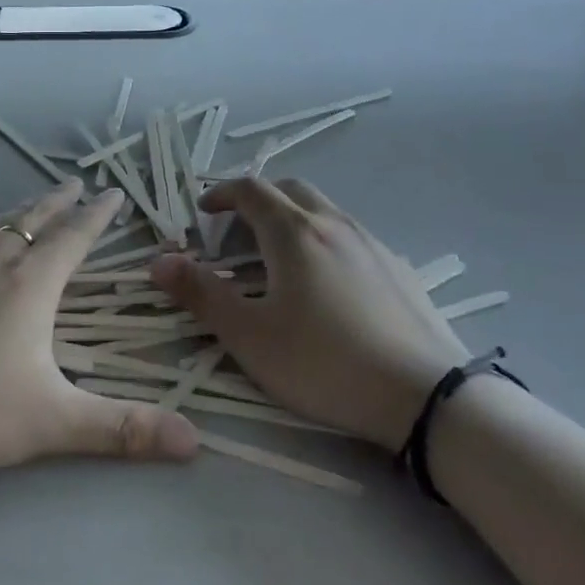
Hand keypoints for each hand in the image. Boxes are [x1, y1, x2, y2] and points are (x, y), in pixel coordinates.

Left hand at [0, 179, 199, 475]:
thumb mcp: (51, 422)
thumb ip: (122, 430)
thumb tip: (195, 441)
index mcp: (31, 284)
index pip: (75, 236)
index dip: (98, 214)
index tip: (112, 193)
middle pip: (34, 219)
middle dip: (60, 201)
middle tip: (75, 182)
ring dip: (18, 212)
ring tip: (29, 204)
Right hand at [149, 179, 468, 449]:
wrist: (425, 395)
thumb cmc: (325, 363)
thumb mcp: (251, 336)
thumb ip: (202, 295)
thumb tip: (159, 261)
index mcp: (294, 232)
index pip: (251, 190)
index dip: (222, 194)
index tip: (203, 212)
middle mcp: (334, 223)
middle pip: (290, 189)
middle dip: (258, 199)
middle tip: (238, 230)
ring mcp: (371, 242)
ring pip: (324, 210)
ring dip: (293, 218)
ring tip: (279, 259)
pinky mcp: (398, 267)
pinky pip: (350, 236)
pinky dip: (325, 240)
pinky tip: (328, 284)